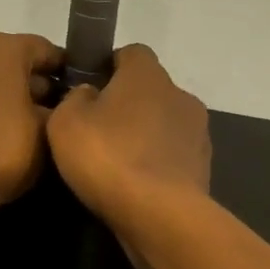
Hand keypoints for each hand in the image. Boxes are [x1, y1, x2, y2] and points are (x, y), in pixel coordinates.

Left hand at [0, 32, 61, 218]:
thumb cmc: (1, 151)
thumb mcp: (47, 134)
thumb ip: (57, 112)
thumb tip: (57, 108)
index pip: (42, 48)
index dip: (62, 67)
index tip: (76, 87)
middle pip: (6, 62)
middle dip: (28, 83)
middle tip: (49, 110)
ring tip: (17, 126)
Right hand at [47, 44, 210, 236]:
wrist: (160, 215)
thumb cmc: (109, 158)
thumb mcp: (66, 122)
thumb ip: (74, 99)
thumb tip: (89, 94)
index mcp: (148, 74)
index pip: (131, 53)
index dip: (108, 67)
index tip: (88, 91)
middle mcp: (180, 95)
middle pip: (149, 91)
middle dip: (127, 106)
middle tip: (97, 132)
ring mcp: (197, 133)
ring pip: (164, 125)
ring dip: (144, 137)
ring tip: (116, 165)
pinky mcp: (202, 167)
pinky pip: (172, 157)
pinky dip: (156, 165)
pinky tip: (135, 186)